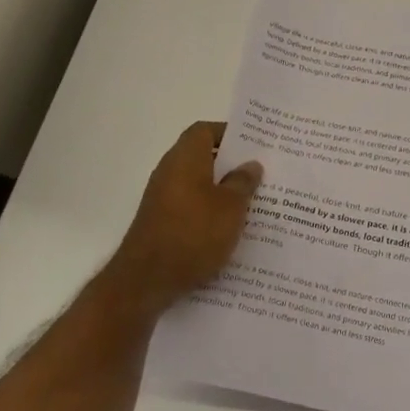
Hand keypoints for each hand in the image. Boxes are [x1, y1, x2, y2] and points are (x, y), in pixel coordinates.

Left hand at [103, 122, 261, 312]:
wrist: (147, 280)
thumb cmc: (194, 234)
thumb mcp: (231, 207)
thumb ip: (243, 183)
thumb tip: (250, 165)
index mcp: (185, 158)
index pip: (205, 130)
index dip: (229, 133)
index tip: (255, 145)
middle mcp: (170, 172)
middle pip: (203, 157)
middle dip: (231, 165)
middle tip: (262, 174)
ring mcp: (162, 199)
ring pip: (198, 184)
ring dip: (223, 191)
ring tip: (253, 203)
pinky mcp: (161, 223)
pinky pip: (191, 207)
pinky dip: (210, 211)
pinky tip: (231, 229)